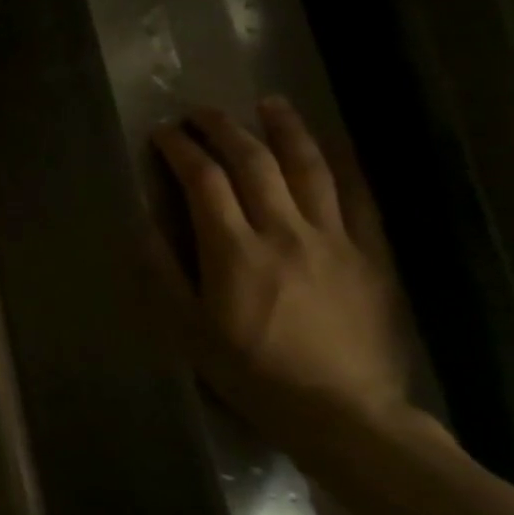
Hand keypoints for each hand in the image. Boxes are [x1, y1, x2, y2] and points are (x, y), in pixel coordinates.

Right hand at [150, 98, 410, 443]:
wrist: (340, 410)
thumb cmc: (250, 371)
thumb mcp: (187, 330)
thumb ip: (163, 273)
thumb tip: (143, 225)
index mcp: (233, 251)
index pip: (204, 181)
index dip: (181, 150)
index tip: (164, 134)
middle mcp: (284, 232)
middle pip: (253, 163)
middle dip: (223, 130)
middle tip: (202, 112)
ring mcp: (334, 238)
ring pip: (309, 167)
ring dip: (285, 130)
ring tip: (268, 104)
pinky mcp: (370, 253)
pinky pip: (359, 196)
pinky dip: (342, 163)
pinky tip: (330, 145)